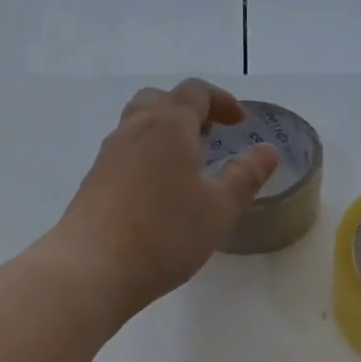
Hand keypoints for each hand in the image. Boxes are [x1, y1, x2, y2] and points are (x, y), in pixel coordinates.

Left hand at [47, 80, 277, 319]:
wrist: (93, 268)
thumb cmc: (166, 234)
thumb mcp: (219, 209)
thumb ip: (245, 176)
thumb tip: (267, 151)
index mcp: (168, 126)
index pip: (195, 93)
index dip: (221, 101)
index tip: (241, 122)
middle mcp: (134, 130)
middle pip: (160, 100)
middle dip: (188, 111)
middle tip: (210, 135)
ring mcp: (108, 156)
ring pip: (137, 126)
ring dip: (165, 133)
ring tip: (187, 164)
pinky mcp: (94, 182)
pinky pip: (125, 154)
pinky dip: (147, 157)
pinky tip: (159, 193)